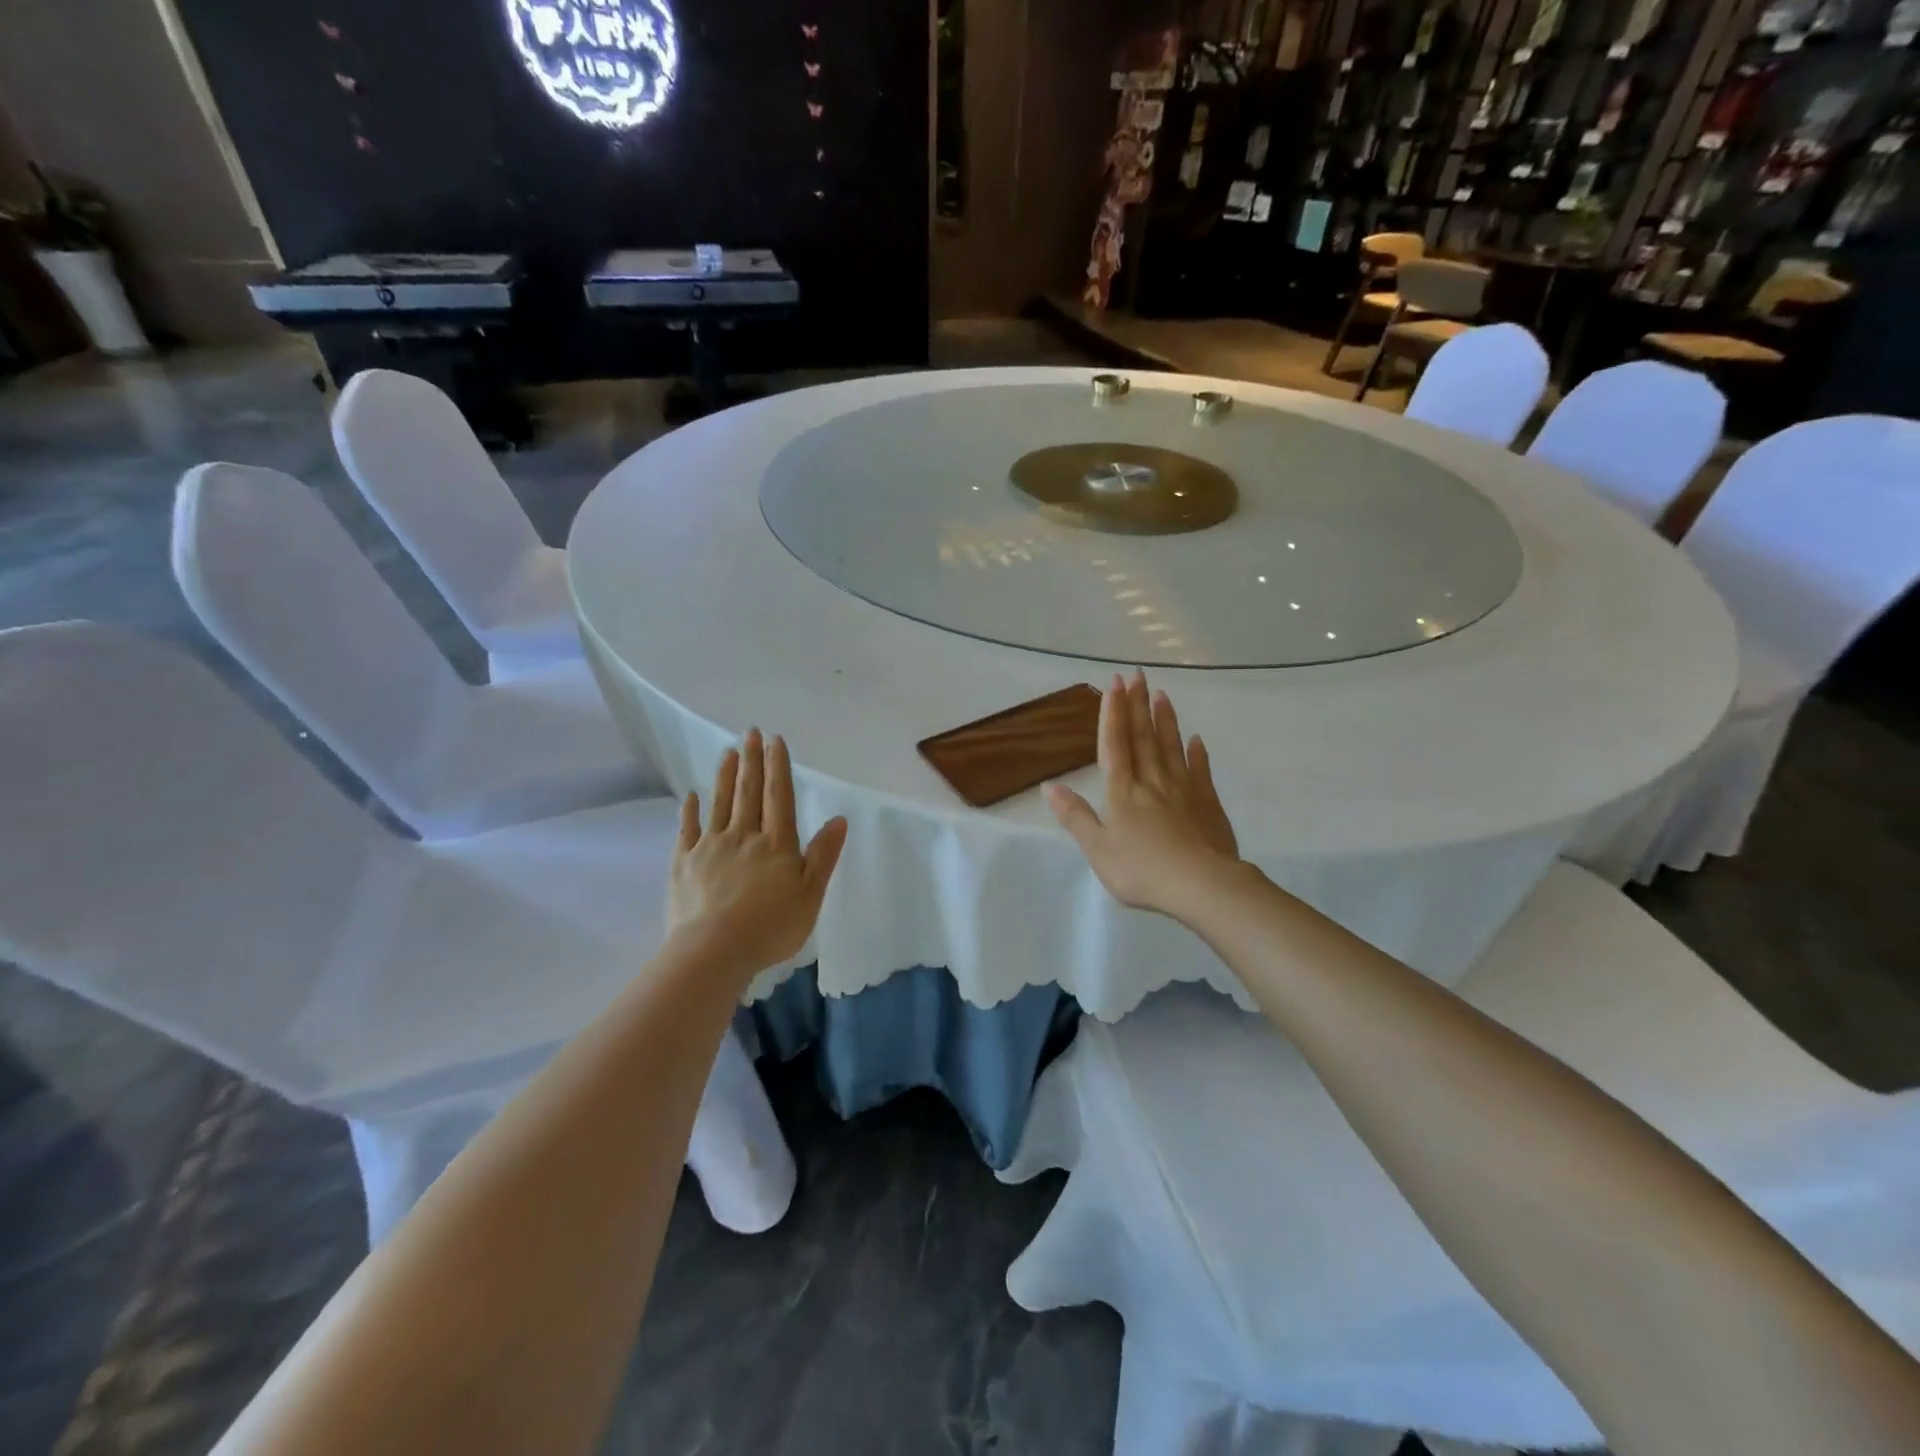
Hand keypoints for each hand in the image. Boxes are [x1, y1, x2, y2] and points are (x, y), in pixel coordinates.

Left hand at [669, 729, 847, 974]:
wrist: (714, 951)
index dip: (778, 766)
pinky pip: (687, 830)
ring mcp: (710, 847)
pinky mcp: (684, 864)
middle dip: (751, 761)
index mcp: (777, 843)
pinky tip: (691, 796)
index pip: (779, 796)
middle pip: (748, 792)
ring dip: (725, 776)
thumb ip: (823, 855)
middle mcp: (744, 836)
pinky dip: (690, 811)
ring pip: (720, 803)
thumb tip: (838, 819)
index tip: (775, 740)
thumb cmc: (771, 926)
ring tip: (728, 752)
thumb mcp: (810, 894)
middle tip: (750, 732)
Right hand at [1046, 672, 1243, 922]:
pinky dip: (1197, 754)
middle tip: (1137, 675)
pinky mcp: (1208, 804)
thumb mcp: (1097, 848)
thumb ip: (1075, 816)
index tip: (1114, 685)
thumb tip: (1049, 786)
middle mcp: (1152, 782)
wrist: (1200, 886)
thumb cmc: (1141, 870)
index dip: (1112, 714)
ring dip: (1165, 720)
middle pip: (1143, 737)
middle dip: (1137, 705)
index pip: (1115, 745)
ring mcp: (1183, 790)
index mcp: (1122, 792)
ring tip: (1162, 694)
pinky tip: (1196, 739)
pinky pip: (1200, 772)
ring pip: (1171, 747)